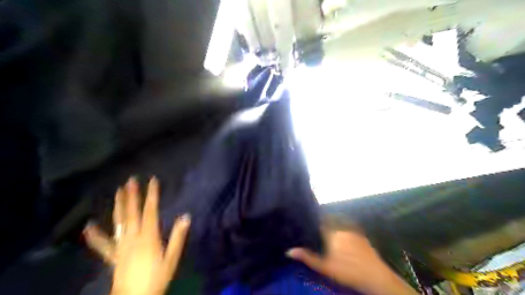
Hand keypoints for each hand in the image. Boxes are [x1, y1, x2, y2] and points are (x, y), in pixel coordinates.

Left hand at [85, 178, 192, 294]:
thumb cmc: (157, 277)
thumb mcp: (172, 258)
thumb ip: (178, 237)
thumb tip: (186, 216)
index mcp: (148, 237)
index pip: (150, 211)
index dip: (152, 195)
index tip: (153, 181)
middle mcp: (133, 237)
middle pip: (132, 213)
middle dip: (132, 195)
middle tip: (130, 180)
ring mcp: (121, 246)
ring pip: (119, 222)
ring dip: (119, 206)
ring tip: (117, 192)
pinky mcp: (113, 255)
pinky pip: (103, 244)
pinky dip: (95, 235)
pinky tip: (89, 226)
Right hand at [287, 219, 419, 294]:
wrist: (376, 277)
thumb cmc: (347, 271)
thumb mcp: (325, 266)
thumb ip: (308, 257)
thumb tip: (289, 251)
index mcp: (332, 234)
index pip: (320, 223)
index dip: (313, 224)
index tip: (308, 226)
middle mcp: (342, 229)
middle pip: (329, 226)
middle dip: (324, 230)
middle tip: (319, 238)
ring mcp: (354, 233)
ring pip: (340, 230)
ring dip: (334, 234)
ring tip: (331, 243)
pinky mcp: (363, 239)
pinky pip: (349, 234)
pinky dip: (345, 238)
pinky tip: (345, 248)